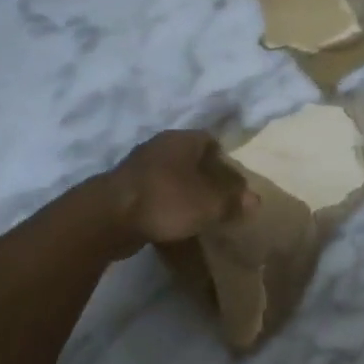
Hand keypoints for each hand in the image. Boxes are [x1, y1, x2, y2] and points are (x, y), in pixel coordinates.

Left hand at [104, 130, 256, 253]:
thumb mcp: (210, 204)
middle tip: (221, 200)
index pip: (211, 141)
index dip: (226, 160)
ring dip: (185, 192)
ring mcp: (138, 167)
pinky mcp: (124, 190)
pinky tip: (174, 223)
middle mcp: (160, 146)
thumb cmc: (167, 200)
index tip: (235, 183)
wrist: (108, 218)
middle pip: (191, 159)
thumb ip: (234, 201)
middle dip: (206, 177)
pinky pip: (155, 193)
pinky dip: (166, 205)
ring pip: (172, 176)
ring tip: (199, 214)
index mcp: (182, 140)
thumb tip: (255, 200)